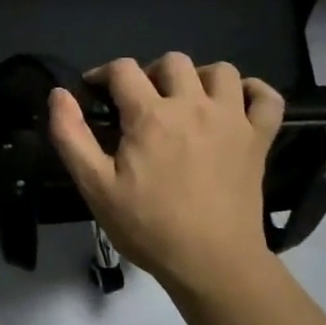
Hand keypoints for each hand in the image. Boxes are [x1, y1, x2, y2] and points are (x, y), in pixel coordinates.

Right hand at [48, 53, 284, 296]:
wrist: (212, 262)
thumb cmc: (148, 226)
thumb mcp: (95, 186)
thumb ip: (71, 136)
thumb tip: (58, 94)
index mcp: (150, 115)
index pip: (123, 69)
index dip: (102, 74)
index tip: (94, 92)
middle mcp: (193, 105)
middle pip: (173, 62)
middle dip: (150, 73)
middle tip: (140, 103)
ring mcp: (232, 120)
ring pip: (221, 71)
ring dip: (199, 78)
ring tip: (186, 102)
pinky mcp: (259, 139)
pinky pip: (267, 98)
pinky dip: (252, 92)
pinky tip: (235, 104)